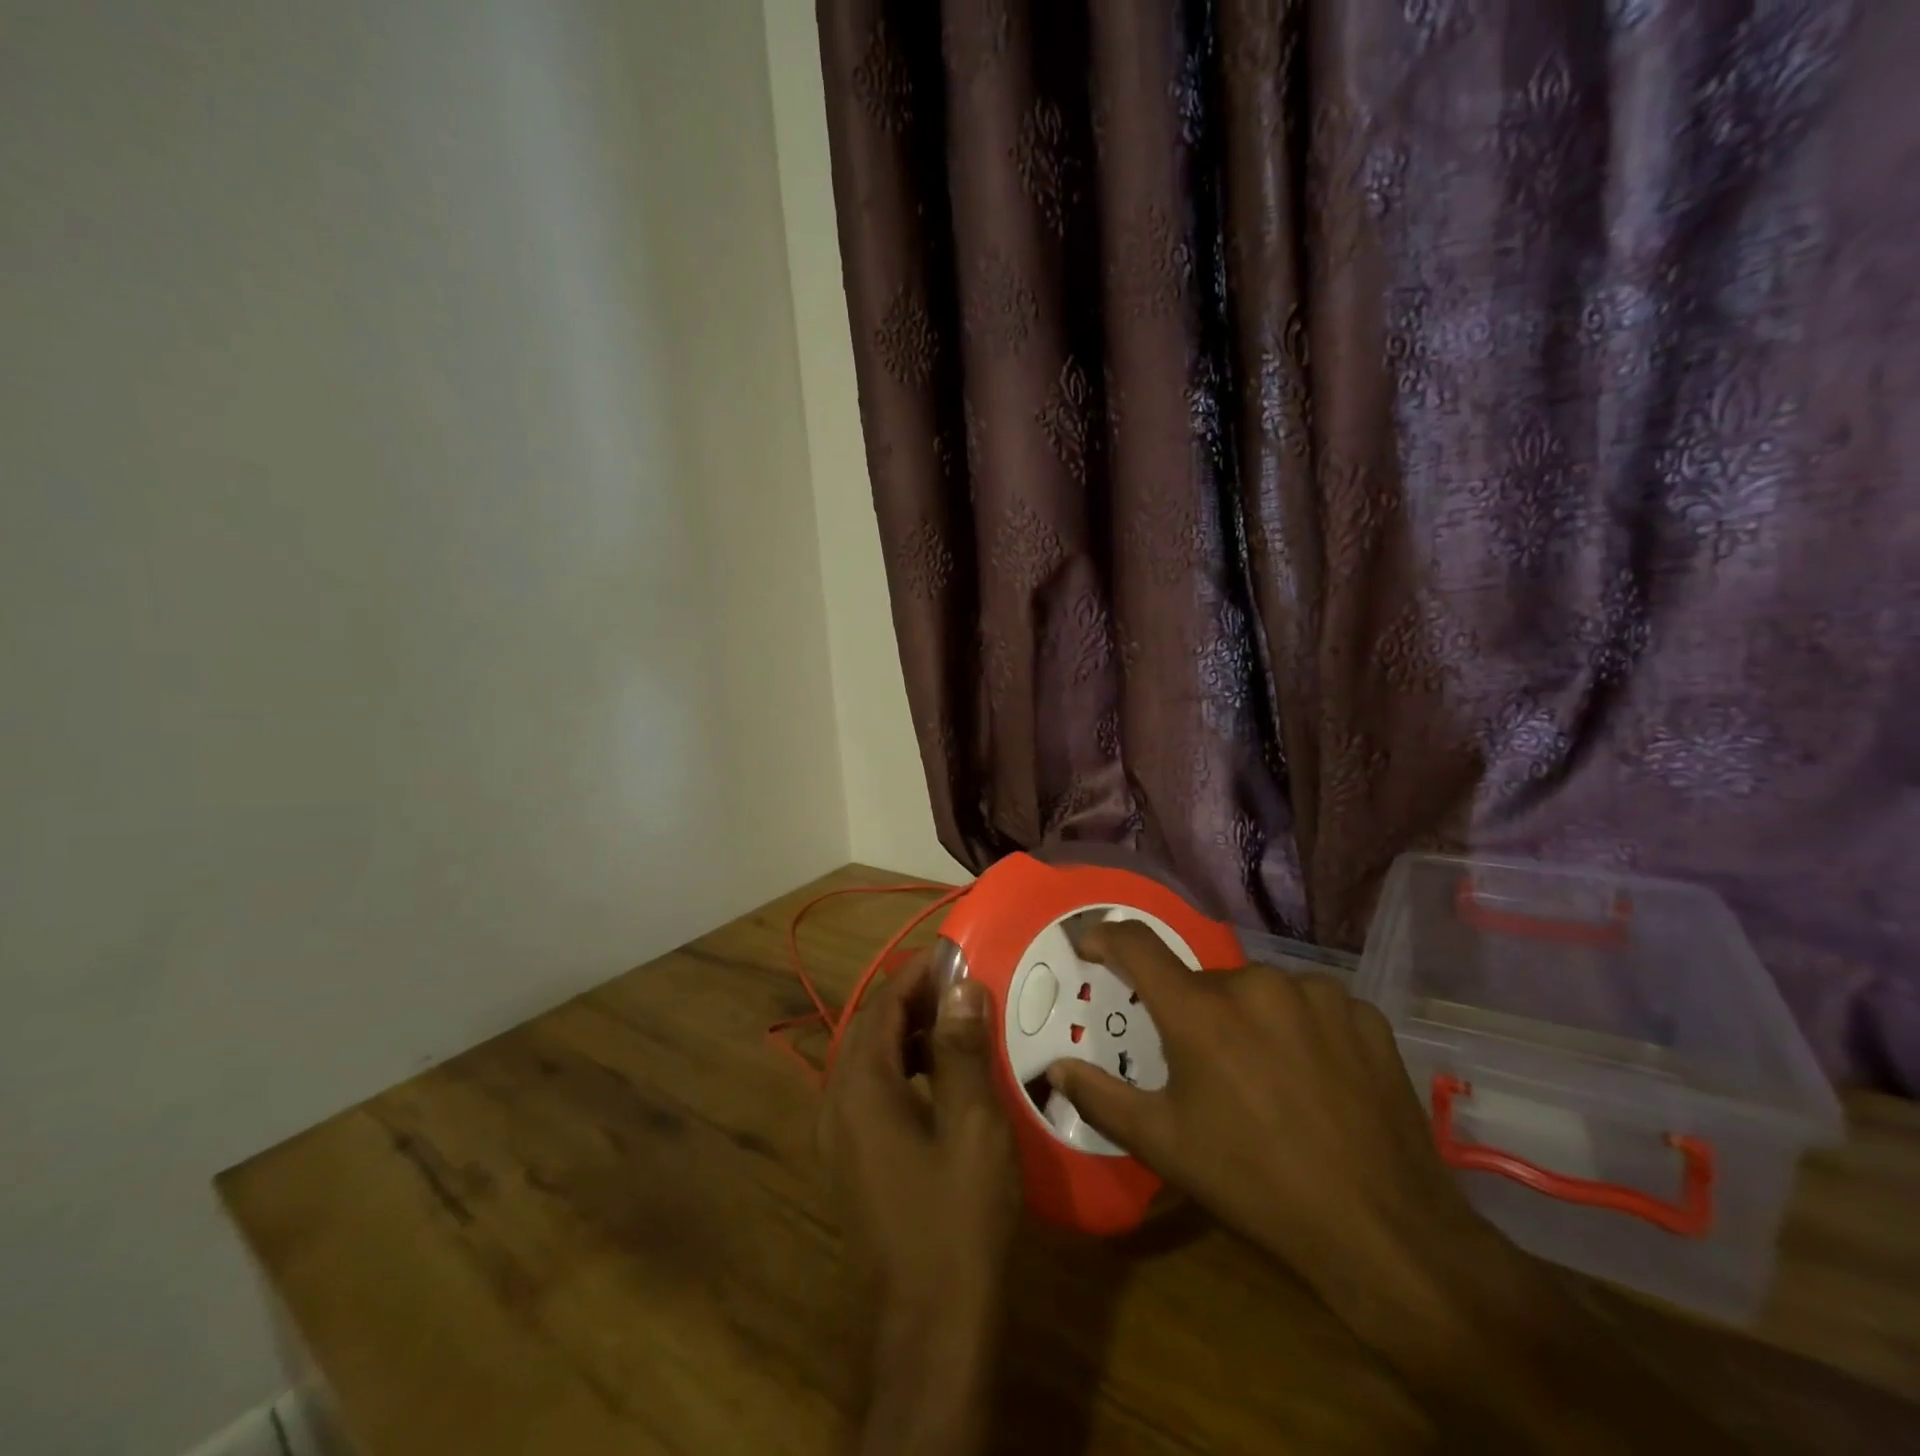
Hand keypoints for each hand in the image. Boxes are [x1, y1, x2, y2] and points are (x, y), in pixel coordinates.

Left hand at [820, 954, 1017, 1455]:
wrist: (931, 1324)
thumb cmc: (958, 1218)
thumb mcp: (972, 1125)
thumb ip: (962, 1049)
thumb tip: (961, 986)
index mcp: (861, 1087)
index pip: (883, 1004)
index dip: (918, 973)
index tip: (956, 952)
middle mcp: (837, 1103)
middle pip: (870, 1027)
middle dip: (912, 998)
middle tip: (962, 983)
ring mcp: (839, 1136)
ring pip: (869, 1059)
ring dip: (909, 1032)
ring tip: (958, 1021)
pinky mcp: (853, 1161)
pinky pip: (872, 1091)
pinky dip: (904, 1067)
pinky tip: (943, 1077)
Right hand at [1044, 922, 1480, 1317]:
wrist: (1385, 1233)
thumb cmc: (1256, 1185)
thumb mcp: (1165, 1146)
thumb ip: (1100, 1097)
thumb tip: (1055, 1067)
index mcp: (1199, 1010)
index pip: (1136, 944)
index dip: (1104, 937)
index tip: (1090, 946)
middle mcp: (1255, 983)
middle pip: (1203, 981)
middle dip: (1192, 1012)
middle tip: (1203, 1067)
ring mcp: (1316, 993)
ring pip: (1258, 992)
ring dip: (1248, 1020)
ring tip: (1265, 1079)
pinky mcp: (1362, 1014)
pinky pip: (1310, 1005)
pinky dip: (1299, 1028)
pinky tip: (1314, 1079)